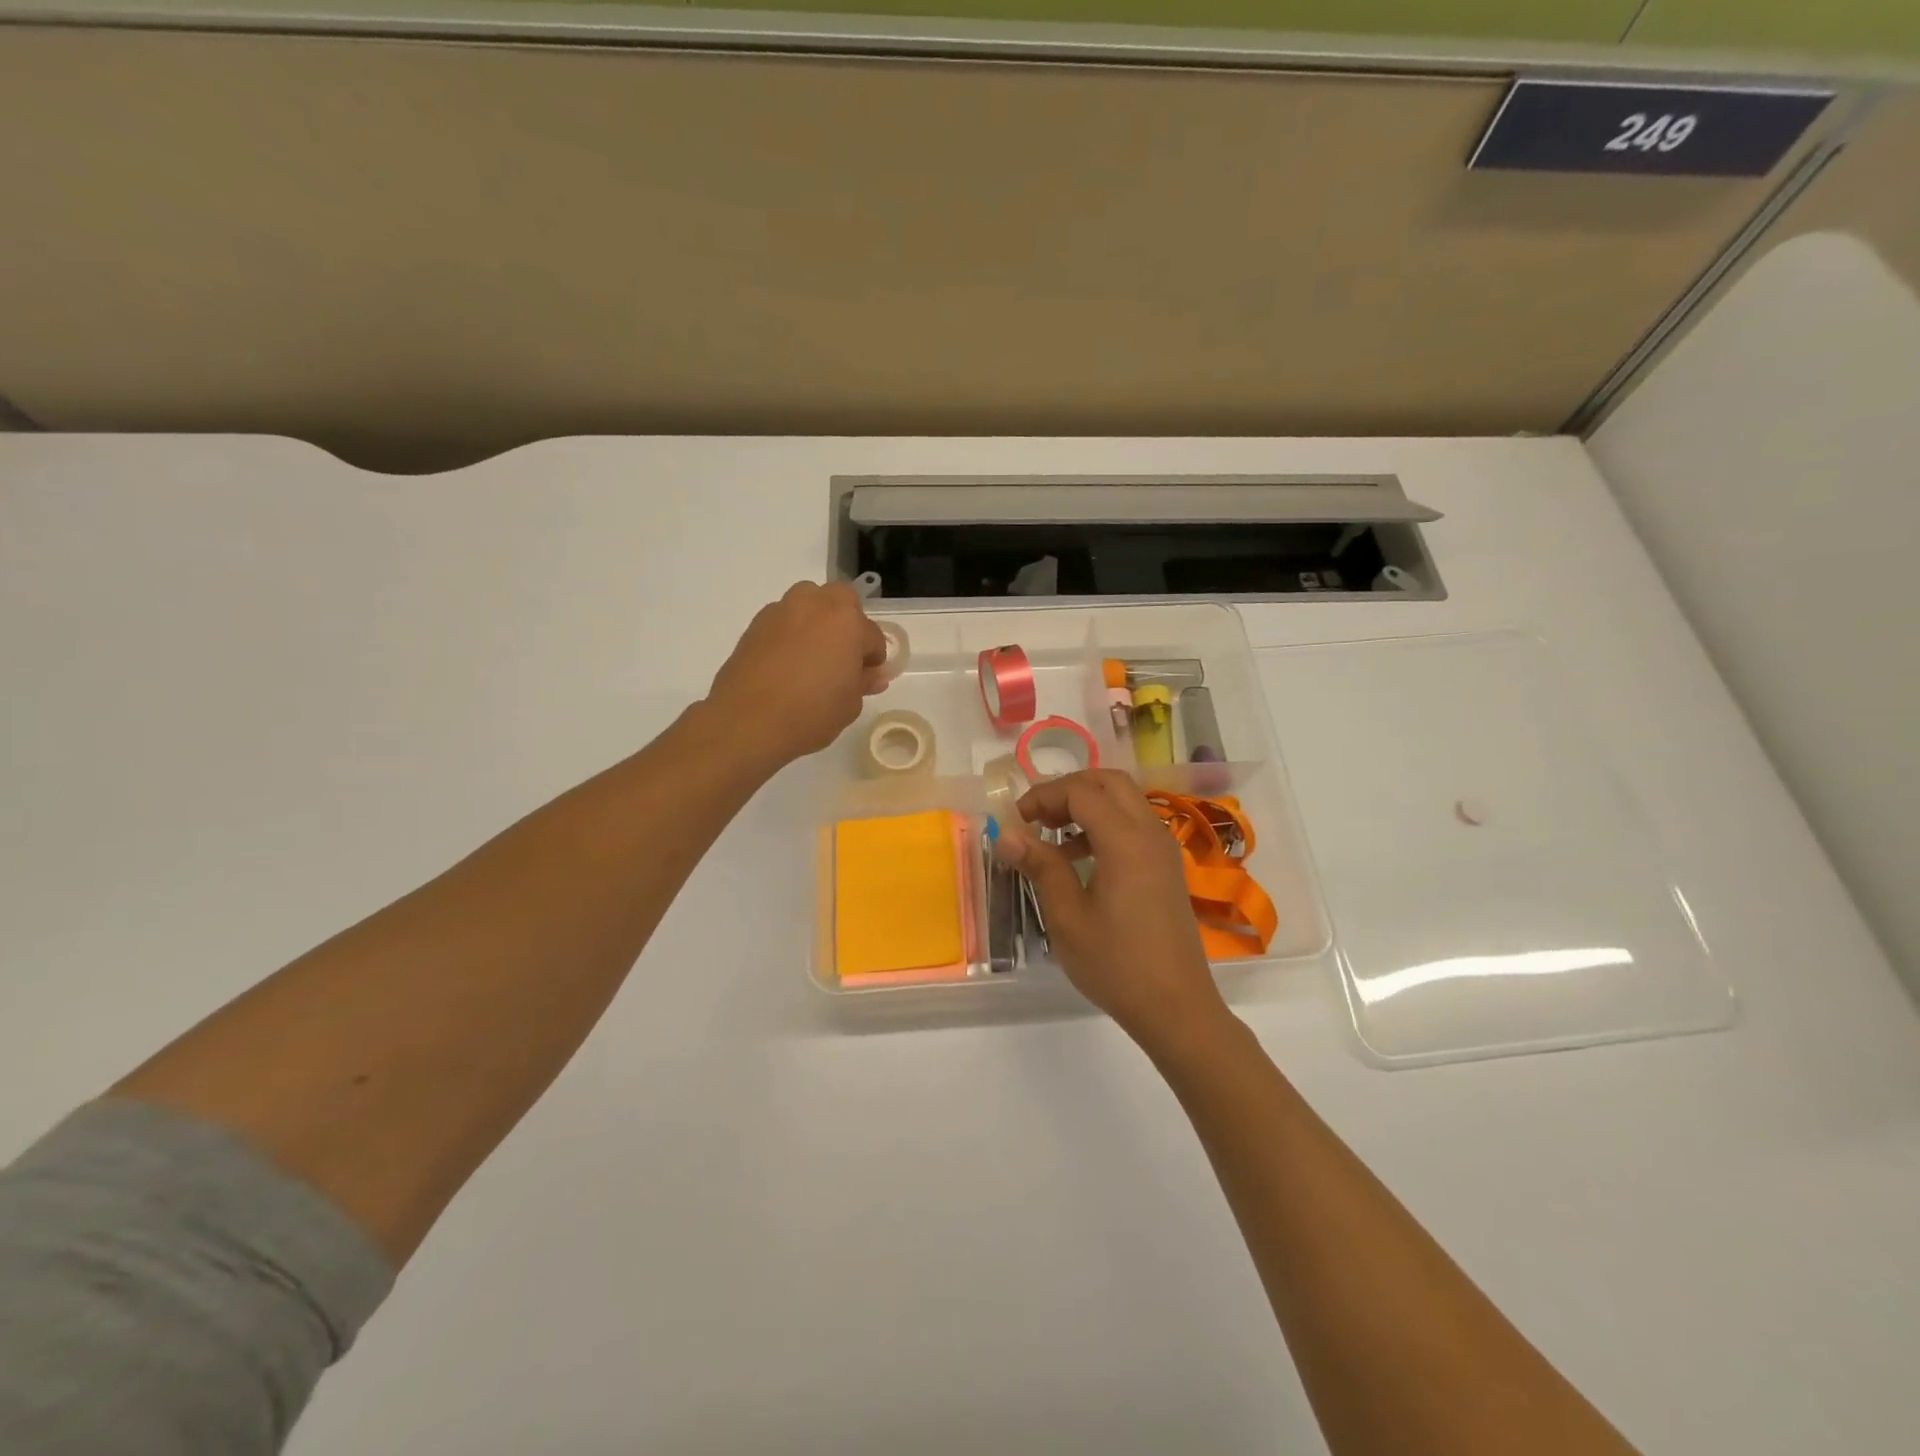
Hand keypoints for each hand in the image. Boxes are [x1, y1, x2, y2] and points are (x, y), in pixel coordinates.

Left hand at [705, 582, 889, 766]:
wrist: (747, 721)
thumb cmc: (811, 713)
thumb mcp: (849, 705)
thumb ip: (863, 682)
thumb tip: (872, 674)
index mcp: (847, 622)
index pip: (872, 636)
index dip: (873, 659)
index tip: (867, 678)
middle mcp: (815, 605)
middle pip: (841, 600)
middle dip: (847, 622)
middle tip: (842, 655)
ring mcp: (782, 611)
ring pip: (808, 603)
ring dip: (817, 621)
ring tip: (813, 657)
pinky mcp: (755, 625)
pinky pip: (784, 621)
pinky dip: (791, 634)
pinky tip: (787, 664)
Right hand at [994, 769, 1231, 1052]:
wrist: (1176, 1007)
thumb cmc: (1116, 964)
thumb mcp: (1067, 917)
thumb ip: (1041, 867)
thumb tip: (1007, 835)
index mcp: (1126, 841)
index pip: (1081, 791)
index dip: (1044, 796)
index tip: (1016, 819)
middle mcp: (1150, 833)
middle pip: (1109, 782)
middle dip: (1068, 789)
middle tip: (1037, 816)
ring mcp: (1164, 850)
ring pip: (1125, 800)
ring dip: (1088, 804)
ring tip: (1053, 835)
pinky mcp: (1167, 867)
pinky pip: (1135, 825)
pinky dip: (1105, 824)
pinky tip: (1080, 858)